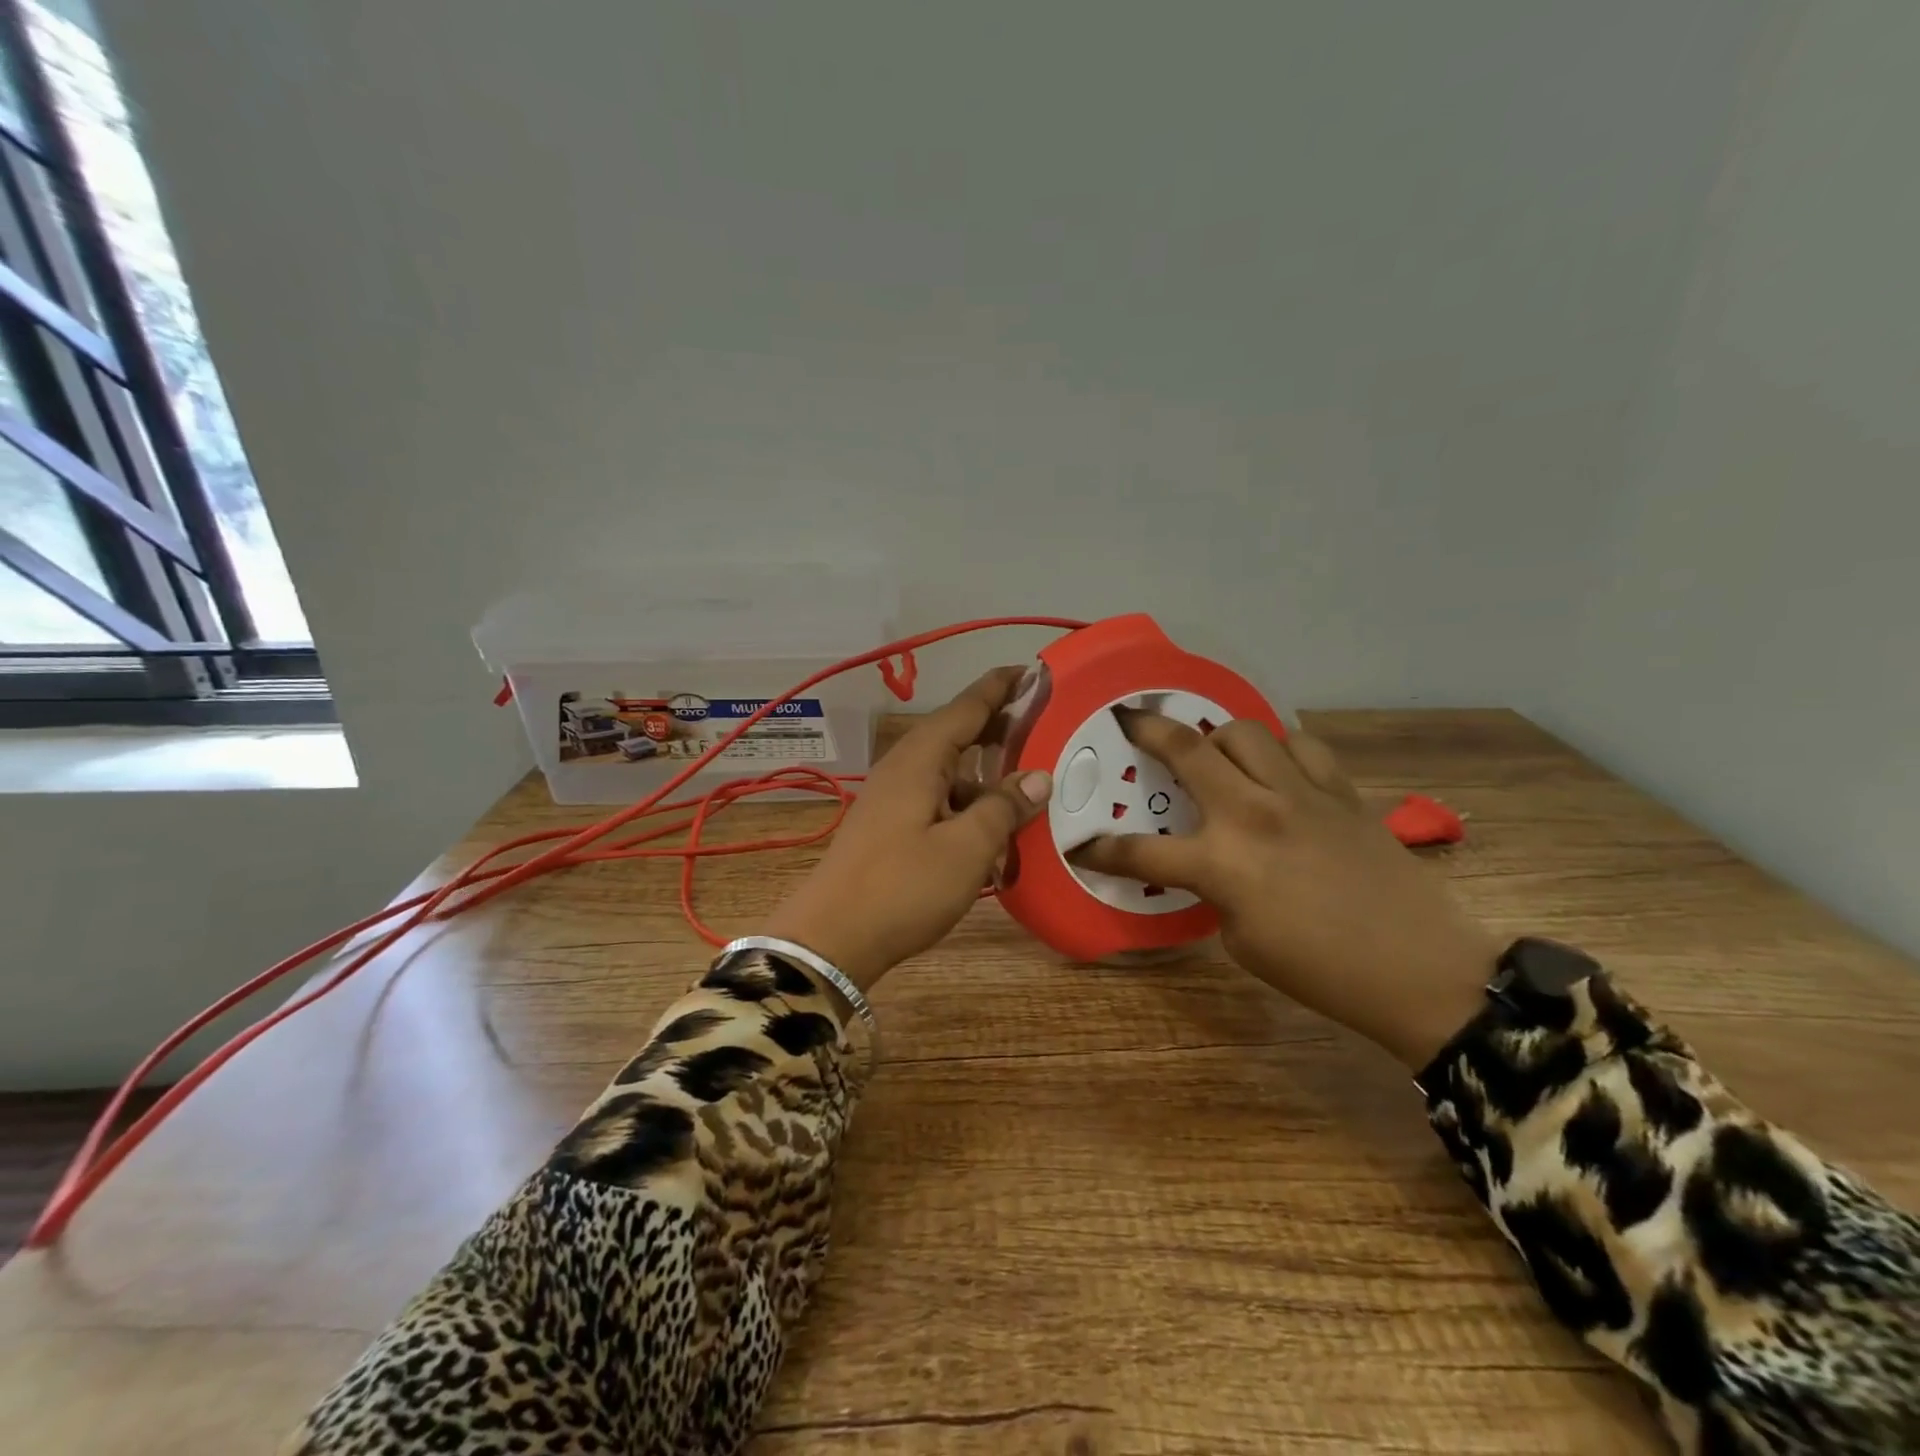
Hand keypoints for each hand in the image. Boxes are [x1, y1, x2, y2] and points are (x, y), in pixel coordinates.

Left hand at [764, 667, 1051, 991]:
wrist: (832, 939)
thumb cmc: (903, 887)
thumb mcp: (966, 848)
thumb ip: (1003, 808)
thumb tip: (1038, 777)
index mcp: (920, 760)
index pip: (966, 707)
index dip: (1000, 687)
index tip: (1034, 671)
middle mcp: (903, 769)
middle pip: (956, 735)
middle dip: (998, 728)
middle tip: (1044, 725)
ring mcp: (892, 799)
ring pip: (948, 772)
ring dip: (985, 775)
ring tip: (1028, 785)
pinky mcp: (889, 828)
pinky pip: (937, 801)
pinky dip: (967, 806)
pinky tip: (992, 832)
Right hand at [1071, 711, 1498, 1067]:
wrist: (1420, 970)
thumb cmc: (1321, 971)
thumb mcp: (1241, 939)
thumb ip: (1214, 890)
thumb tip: (1209, 863)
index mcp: (1221, 864)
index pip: (1139, 850)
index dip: (1101, 850)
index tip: (1081, 846)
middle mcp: (1252, 813)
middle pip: (1185, 748)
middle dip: (1145, 729)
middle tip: (1128, 720)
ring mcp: (1300, 794)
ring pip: (1244, 731)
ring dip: (1218, 736)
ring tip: (1214, 753)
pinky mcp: (1341, 791)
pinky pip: (1302, 745)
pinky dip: (1280, 748)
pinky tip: (1277, 766)